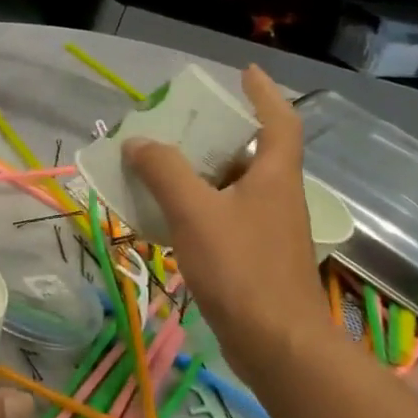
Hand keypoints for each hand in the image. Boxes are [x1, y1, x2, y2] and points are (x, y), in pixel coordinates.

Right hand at [123, 65, 330, 378]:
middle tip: (183, 122)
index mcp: (275, 176)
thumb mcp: (195, 211)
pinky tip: (169, 216)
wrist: (276, 345)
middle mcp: (278, 197)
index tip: (246, 72)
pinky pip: (225, 217)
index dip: (264, 93)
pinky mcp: (256, 259)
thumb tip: (138, 142)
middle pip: (252, 153)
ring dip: (204, 172)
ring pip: (235, 187)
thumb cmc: (241, 268)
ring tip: (164, 164)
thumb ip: (164, 172)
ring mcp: (269, 230)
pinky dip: (200, 207)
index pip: (279, 120)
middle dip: (220, 134)